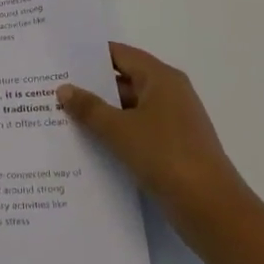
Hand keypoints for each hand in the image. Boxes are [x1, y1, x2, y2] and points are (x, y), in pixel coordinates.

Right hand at [57, 43, 247, 238]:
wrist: (211, 208)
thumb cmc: (165, 155)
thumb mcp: (119, 130)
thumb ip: (89, 108)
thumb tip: (64, 88)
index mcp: (161, 78)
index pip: (120, 54)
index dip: (90, 55)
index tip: (60, 59)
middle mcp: (169, 93)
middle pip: (124, 80)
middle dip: (91, 87)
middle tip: (53, 89)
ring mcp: (173, 122)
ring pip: (129, 109)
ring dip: (101, 113)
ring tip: (62, 117)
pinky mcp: (172, 147)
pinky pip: (137, 131)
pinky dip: (115, 134)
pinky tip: (88, 144)